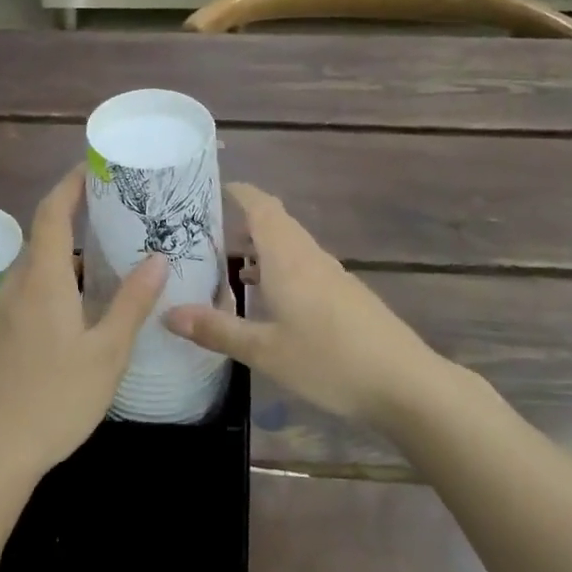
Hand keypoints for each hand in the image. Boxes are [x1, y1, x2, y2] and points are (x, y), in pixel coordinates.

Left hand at [0, 166, 168, 489]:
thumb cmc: (53, 401)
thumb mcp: (106, 355)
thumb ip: (132, 303)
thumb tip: (158, 258)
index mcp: (42, 281)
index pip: (52, 213)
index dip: (70, 185)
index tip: (92, 168)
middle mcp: (12, 288)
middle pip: (42, 242)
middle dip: (73, 224)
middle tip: (112, 225)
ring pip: (31, 274)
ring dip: (62, 264)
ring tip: (99, 274)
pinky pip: (20, 300)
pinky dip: (46, 292)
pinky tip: (66, 323)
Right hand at [163, 183, 438, 427]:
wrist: (405, 383)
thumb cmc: (329, 361)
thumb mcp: (264, 351)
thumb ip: (216, 329)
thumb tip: (167, 312)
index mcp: (288, 258)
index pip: (261, 206)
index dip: (237, 191)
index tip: (207, 187)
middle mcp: (310, 257)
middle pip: (275, 222)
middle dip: (241, 219)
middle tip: (201, 230)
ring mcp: (332, 275)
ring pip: (290, 246)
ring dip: (259, 246)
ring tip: (223, 262)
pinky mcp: (345, 295)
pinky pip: (302, 266)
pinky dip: (277, 268)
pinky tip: (265, 297)